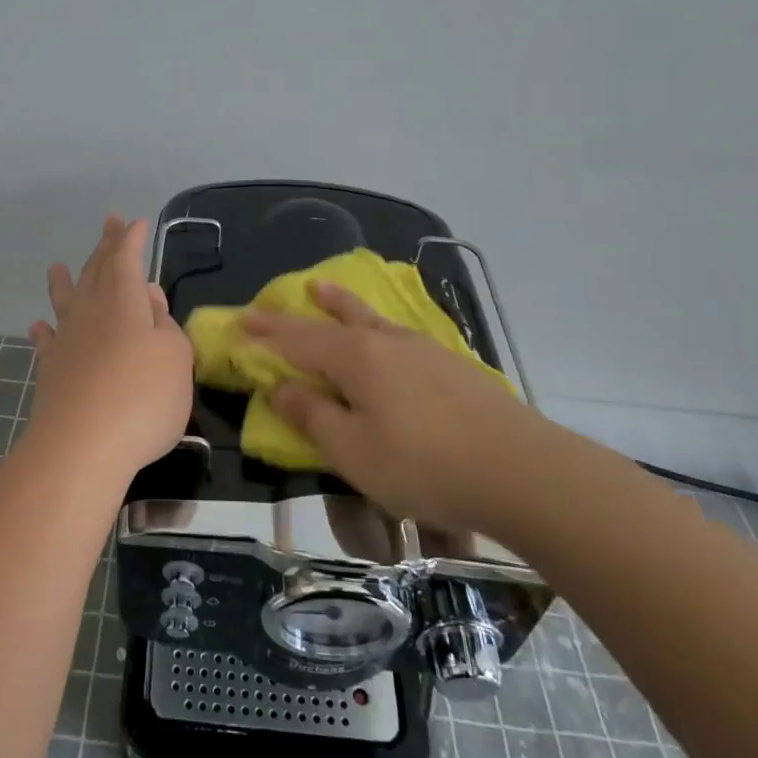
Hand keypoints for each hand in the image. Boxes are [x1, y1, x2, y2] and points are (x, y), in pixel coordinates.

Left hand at [25, 216, 192, 480]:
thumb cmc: (142, 396)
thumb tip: (149, 296)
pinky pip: (46, 342)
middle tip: (107, 224)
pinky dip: (44, 331)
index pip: (125, 259)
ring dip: (64, 283)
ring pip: (65, 301)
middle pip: (96, 271)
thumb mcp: (174, 356)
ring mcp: (66, 341)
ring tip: (56, 267)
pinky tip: (39, 327)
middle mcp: (90, 312)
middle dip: (104, 247)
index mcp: (123, 301)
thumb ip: (164, 323)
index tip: (134, 223)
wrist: (82, 447)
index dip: (130, 239)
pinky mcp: (51, 372)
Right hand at [241, 281, 562, 532]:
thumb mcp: (353, 451)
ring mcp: (421, 348)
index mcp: (354, 358)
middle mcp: (384, 341)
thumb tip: (280, 387)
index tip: (238, 323)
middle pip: (329, 322)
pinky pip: (396, 332)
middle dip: (293, 316)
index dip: (265, 333)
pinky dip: (374, 323)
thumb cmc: (423, 464)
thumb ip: (312, 416)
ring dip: (339, 304)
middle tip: (266, 305)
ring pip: (368, 318)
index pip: (297, 340)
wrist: (518, 468)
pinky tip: (383, 332)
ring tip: (322, 288)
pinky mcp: (450, 364)